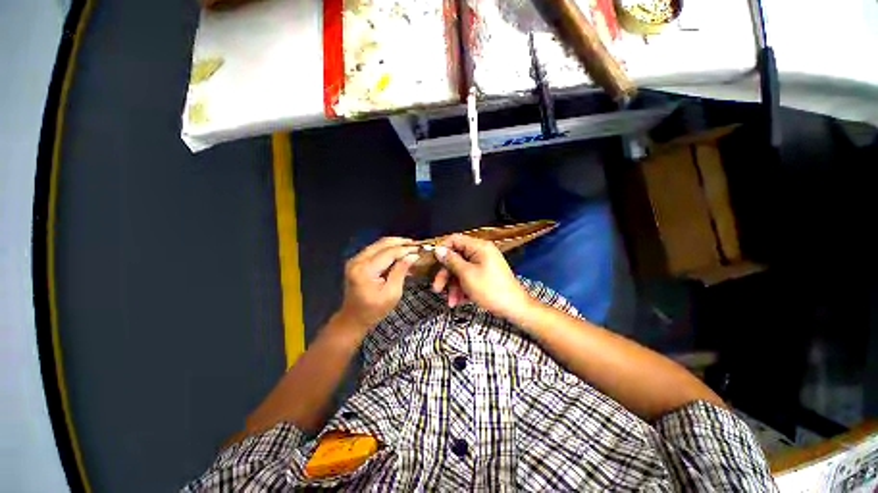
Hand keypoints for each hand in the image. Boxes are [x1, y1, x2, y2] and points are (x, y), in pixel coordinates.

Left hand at [336, 237, 419, 335]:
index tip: (419, 249)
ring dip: (395, 244)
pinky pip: (374, 249)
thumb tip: (413, 255)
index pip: (389, 253)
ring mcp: (355, 260)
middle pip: (382, 244)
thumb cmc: (374, 310)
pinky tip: (399, 251)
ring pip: (378, 244)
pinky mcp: (356, 261)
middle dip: (401, 242)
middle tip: (416, 244)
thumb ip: (401, 271)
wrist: (353, 318)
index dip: (405, 250)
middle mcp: (357, 261)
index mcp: (365, 270)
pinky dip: (388, 248)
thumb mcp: (392, 293)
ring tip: (410, 245)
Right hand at [431, 234, 533, 318]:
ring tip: (451, 302)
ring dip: (453, 286)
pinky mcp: (484, 275)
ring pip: (460, 271)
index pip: (454, 239)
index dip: (442, 249)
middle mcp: (480, 253)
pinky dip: (462, 289)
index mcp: (478, 247)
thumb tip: (438, 249)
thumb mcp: (467, 274)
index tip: (432, 262)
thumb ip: (451, 260)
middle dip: (446, 275)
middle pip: (456, 258)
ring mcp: (483, 264)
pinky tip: (459, 302)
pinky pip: (468, 278)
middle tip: (437, 289)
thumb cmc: (490, 289)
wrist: (514, 308)